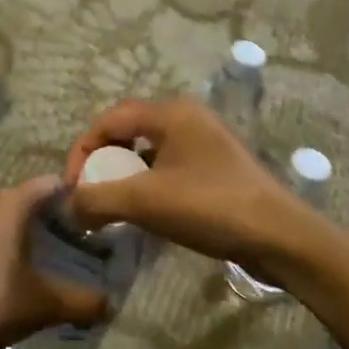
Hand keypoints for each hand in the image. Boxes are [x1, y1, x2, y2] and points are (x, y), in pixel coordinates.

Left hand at [0, 177, 107, 348]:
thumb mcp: (41, 305)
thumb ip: (81, 301)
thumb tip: (110, 304)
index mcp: (10, 204)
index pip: (52, 183)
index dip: (76, 197)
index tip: (94, 220)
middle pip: (25, 199)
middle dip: (49, 219)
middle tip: (74, 245)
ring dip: (20, 234)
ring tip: (40, 263)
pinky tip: (1, 278)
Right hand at [63, 98, 322, 274]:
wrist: (279, 236)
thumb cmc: (210, 206)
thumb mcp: (145, 202)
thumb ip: (98, 199)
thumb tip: (69, 206)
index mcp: (171, 113)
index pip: (110, 118)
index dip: (83, 150)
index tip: (73, 187)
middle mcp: (188, 118)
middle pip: (128, 130)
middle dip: (103, 161)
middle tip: (92, 193)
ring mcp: (205, 142)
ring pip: (149, 150)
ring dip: (125, 175)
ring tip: (114, 205)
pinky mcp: (216, 167)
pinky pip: (169, 166)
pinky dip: (148, 184)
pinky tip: (146, 212)